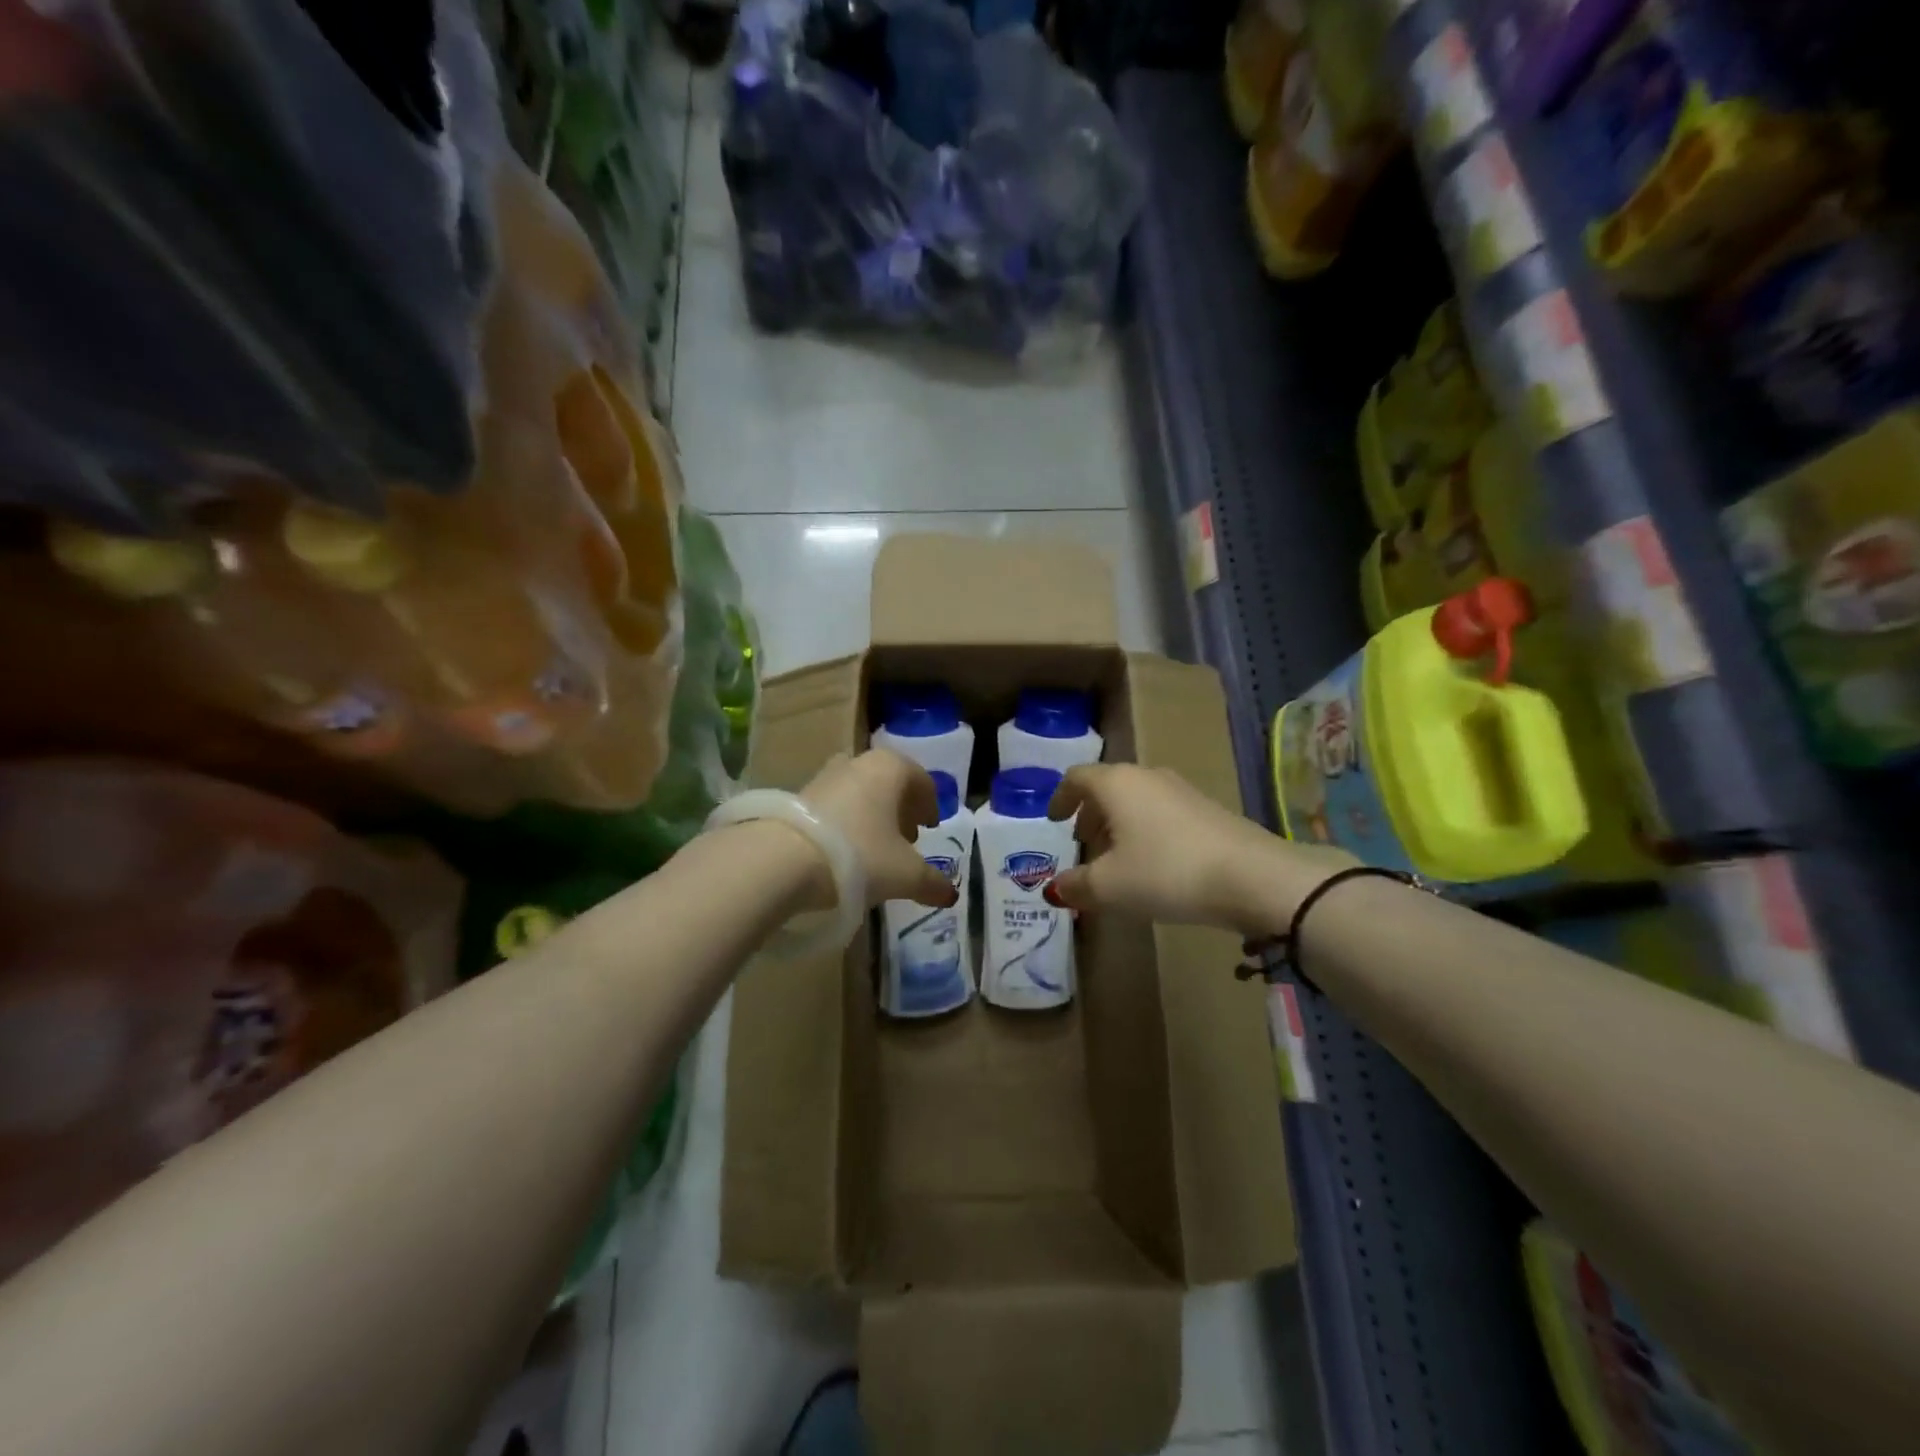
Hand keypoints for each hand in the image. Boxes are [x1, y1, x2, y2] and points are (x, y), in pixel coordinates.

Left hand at [798, 750, 957, 910]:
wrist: (784, 860)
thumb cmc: (860, 856)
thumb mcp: (905, 874)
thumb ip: (932, 883)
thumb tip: (951, 894)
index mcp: (891, 768)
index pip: (921, 780)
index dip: (930, 805)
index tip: (931, 827)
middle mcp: (859, 763)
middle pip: (889, 783)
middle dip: (900, 809)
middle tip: (907, 838)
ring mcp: (825, 776)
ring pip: (860, 792)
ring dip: (872, 815)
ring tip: (875, 848)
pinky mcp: (798, 796)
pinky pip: (834, 805)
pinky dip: (846, 822)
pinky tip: (844, 852)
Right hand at [1043, 764, 1355, 938]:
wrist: (1251, 877)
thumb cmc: (1166, 873)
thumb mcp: (1110, 887)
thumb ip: (1076, 885)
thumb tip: (1055, 888)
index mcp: (1117, 784)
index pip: (1077, 777)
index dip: (1060, 797)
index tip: (1053, 820)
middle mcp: (1147, 777)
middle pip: (1108, 786)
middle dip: (1090, 813)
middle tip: (1083, 842)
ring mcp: (1182, 790)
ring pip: (1137, 799)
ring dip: (1120, 823)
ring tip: (1117, 858)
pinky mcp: (1208, 808)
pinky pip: (1163, 812)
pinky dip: (1147, 830)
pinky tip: (1155, 864)